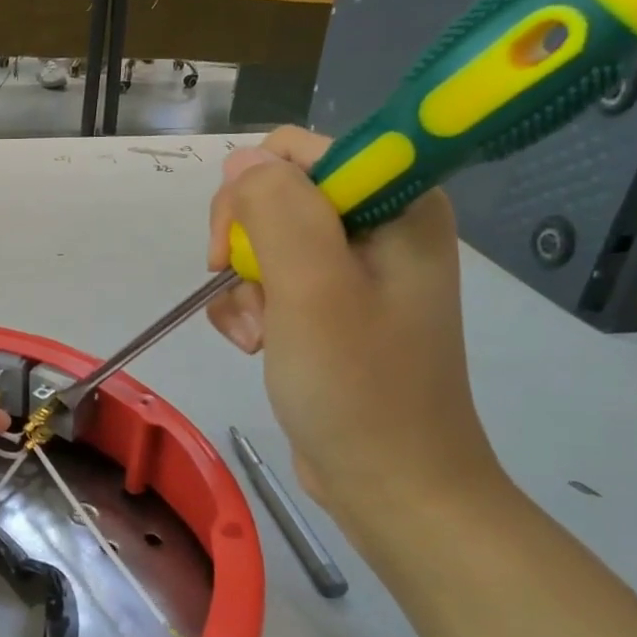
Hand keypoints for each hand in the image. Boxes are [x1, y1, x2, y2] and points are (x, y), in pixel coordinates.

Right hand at [207, 128, 504, 526]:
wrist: (391, 484)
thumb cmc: (359, 387)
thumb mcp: (311, 288)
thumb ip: (275, 210)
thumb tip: (240, 163)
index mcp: (397, 203)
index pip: (299, 152)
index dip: (256, 191)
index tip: (240, 247)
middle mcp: (378, 226)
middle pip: (273, 196)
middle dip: (245, 246)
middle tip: (245, 293)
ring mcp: (353, 271)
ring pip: (261, 244)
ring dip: (243, 289)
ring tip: (255, 337)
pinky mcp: (329, 309)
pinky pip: (267, 284)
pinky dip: (248, 313)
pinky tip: (255, 347)